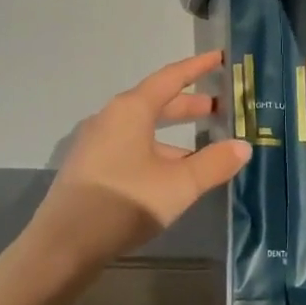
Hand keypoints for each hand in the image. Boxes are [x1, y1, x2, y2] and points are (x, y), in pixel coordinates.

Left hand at [26, 51, 250, 278]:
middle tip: (219, 108)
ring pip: (143, 127)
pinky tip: (169, 175)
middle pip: (156, 102)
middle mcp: (111, 117)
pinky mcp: (89, 166)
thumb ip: (213, 164)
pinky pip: (130, 145)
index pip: (171, 77)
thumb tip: (243, 146)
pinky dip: (155, 150)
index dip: (198, 68)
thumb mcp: (178, 185)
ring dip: (173, 134)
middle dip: (189, 105)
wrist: (62, 246)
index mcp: (131, 109)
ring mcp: (96, 142)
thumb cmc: (124, 203)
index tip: (220, 58)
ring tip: (202, 150)